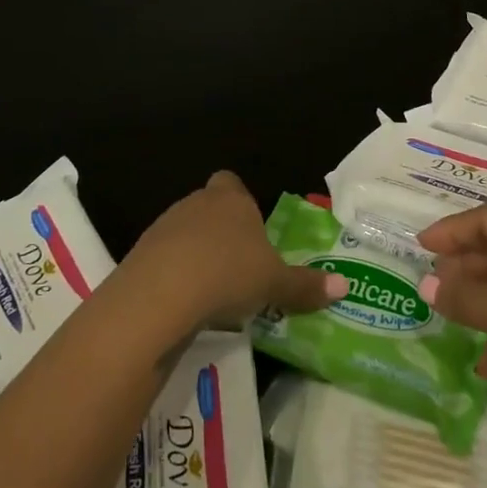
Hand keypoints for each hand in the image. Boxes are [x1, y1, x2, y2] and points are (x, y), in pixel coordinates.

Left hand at [126, 171, 345, 330]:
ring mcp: (164, 226)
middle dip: (222, 233)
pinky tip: (185, 304)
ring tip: (213, 291)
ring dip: (196, 255)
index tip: (251, 230)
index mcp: (231, 199)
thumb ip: (306, 285)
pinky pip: (164, 259)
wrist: (161, 293)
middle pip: (209, 208)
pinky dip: (174, 276)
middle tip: (240, 267)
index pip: (232, 183)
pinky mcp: (140, 253)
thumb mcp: (275, 283)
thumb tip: (345, 286)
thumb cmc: (228, 274)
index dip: (240, 202)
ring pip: (185, 234)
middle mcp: (196, 203)